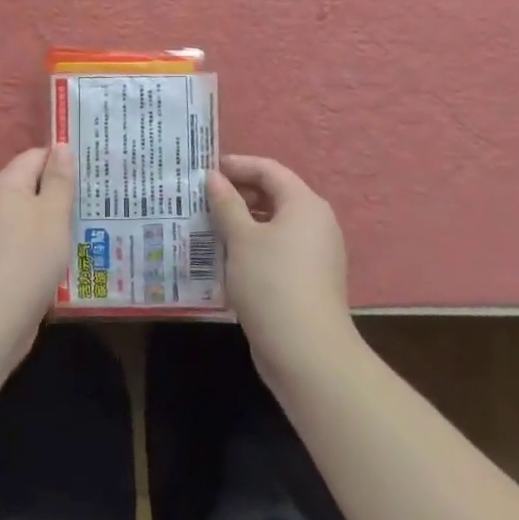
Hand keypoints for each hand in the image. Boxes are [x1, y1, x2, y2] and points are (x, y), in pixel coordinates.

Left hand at [0, 146, 76, 362]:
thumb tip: (62, 147)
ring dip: (59, 222)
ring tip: (95, 226)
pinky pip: (29, 241)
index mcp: (6, 184)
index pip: (37, 156)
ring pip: (34, 216)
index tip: (95, 170)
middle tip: (102, 199)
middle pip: (35, 186)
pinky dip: (49, 245)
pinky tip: (72, 256)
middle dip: (65, 192)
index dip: (64, 160)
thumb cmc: (26, 259)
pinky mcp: (1, 261)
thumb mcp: (52, 215)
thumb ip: (59, 180)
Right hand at [208, 155, 358, 387]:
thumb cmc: (271, 283)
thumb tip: (213, 177)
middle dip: (237, 195)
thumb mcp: (241, 239)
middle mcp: (316, 223)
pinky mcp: (308, 280)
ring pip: (273, 225)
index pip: (269, 170)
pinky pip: (277, 250)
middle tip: (202, 200)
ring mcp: (315, 254)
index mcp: (304, 204)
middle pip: (273, 195)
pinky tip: (226, 259)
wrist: (307, 354)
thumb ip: (226, 203)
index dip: (237, 165)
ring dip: (241, 223)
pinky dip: (252, 247)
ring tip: (208, 227)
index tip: (205, 171)